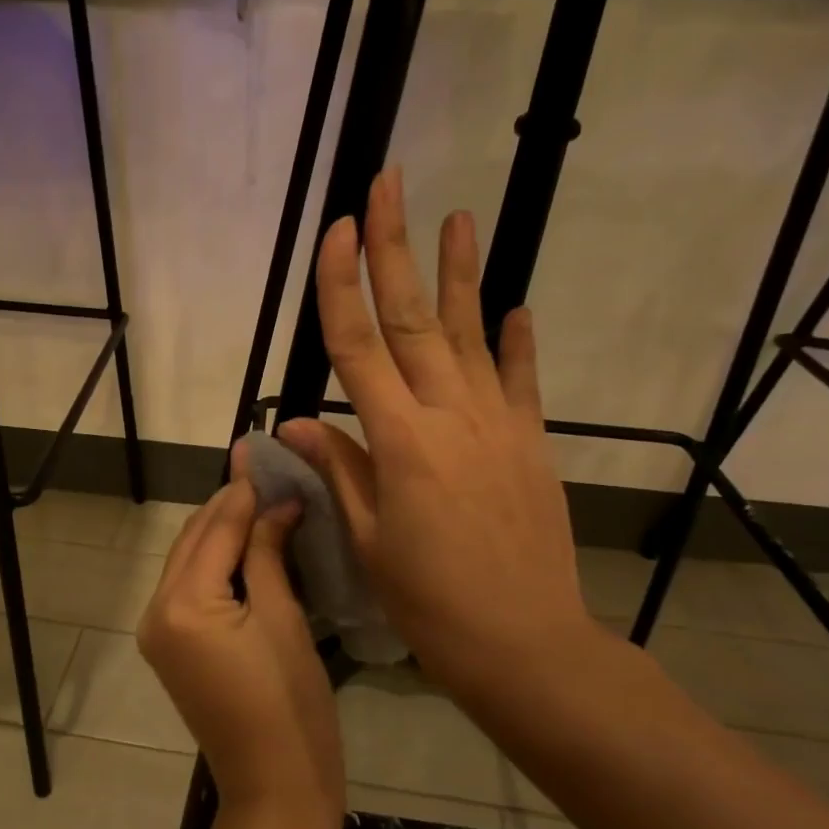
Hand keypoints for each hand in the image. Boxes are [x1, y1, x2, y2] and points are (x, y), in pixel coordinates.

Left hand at [138, 447, 343, 828]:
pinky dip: (216, 562)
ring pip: (189, 561)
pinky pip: (189, 587)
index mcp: (182, 604)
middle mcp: (157, 610)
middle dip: (228, 506)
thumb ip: (269, 553)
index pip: (215, 529)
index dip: (244, 491)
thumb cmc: (290, 704)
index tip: (266, 453)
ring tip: (263, 500)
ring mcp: (158, 631)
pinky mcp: (171, 647)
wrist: (275, 785)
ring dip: (221, 531)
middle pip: (193, 540)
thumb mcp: (283, 619)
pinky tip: (248, 544)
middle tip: (267, 473)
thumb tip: (277, 502)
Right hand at [277, 167, 598, 718]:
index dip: (343, 286)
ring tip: (459, 216)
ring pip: (473, 335)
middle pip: (414, 320)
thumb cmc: (430, 602)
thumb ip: (339, 471)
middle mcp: (450, 417)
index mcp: (400, 443)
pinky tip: (516, 306)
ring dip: (461, 274)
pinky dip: (519, 342)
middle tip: (390, 185)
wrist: (524, 643)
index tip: (337, 229)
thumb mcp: (369, 542)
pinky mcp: (530, 444)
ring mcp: (498, 426)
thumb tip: (298, 422)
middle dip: (396, 249)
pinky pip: (523, 381)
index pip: (359, 348)